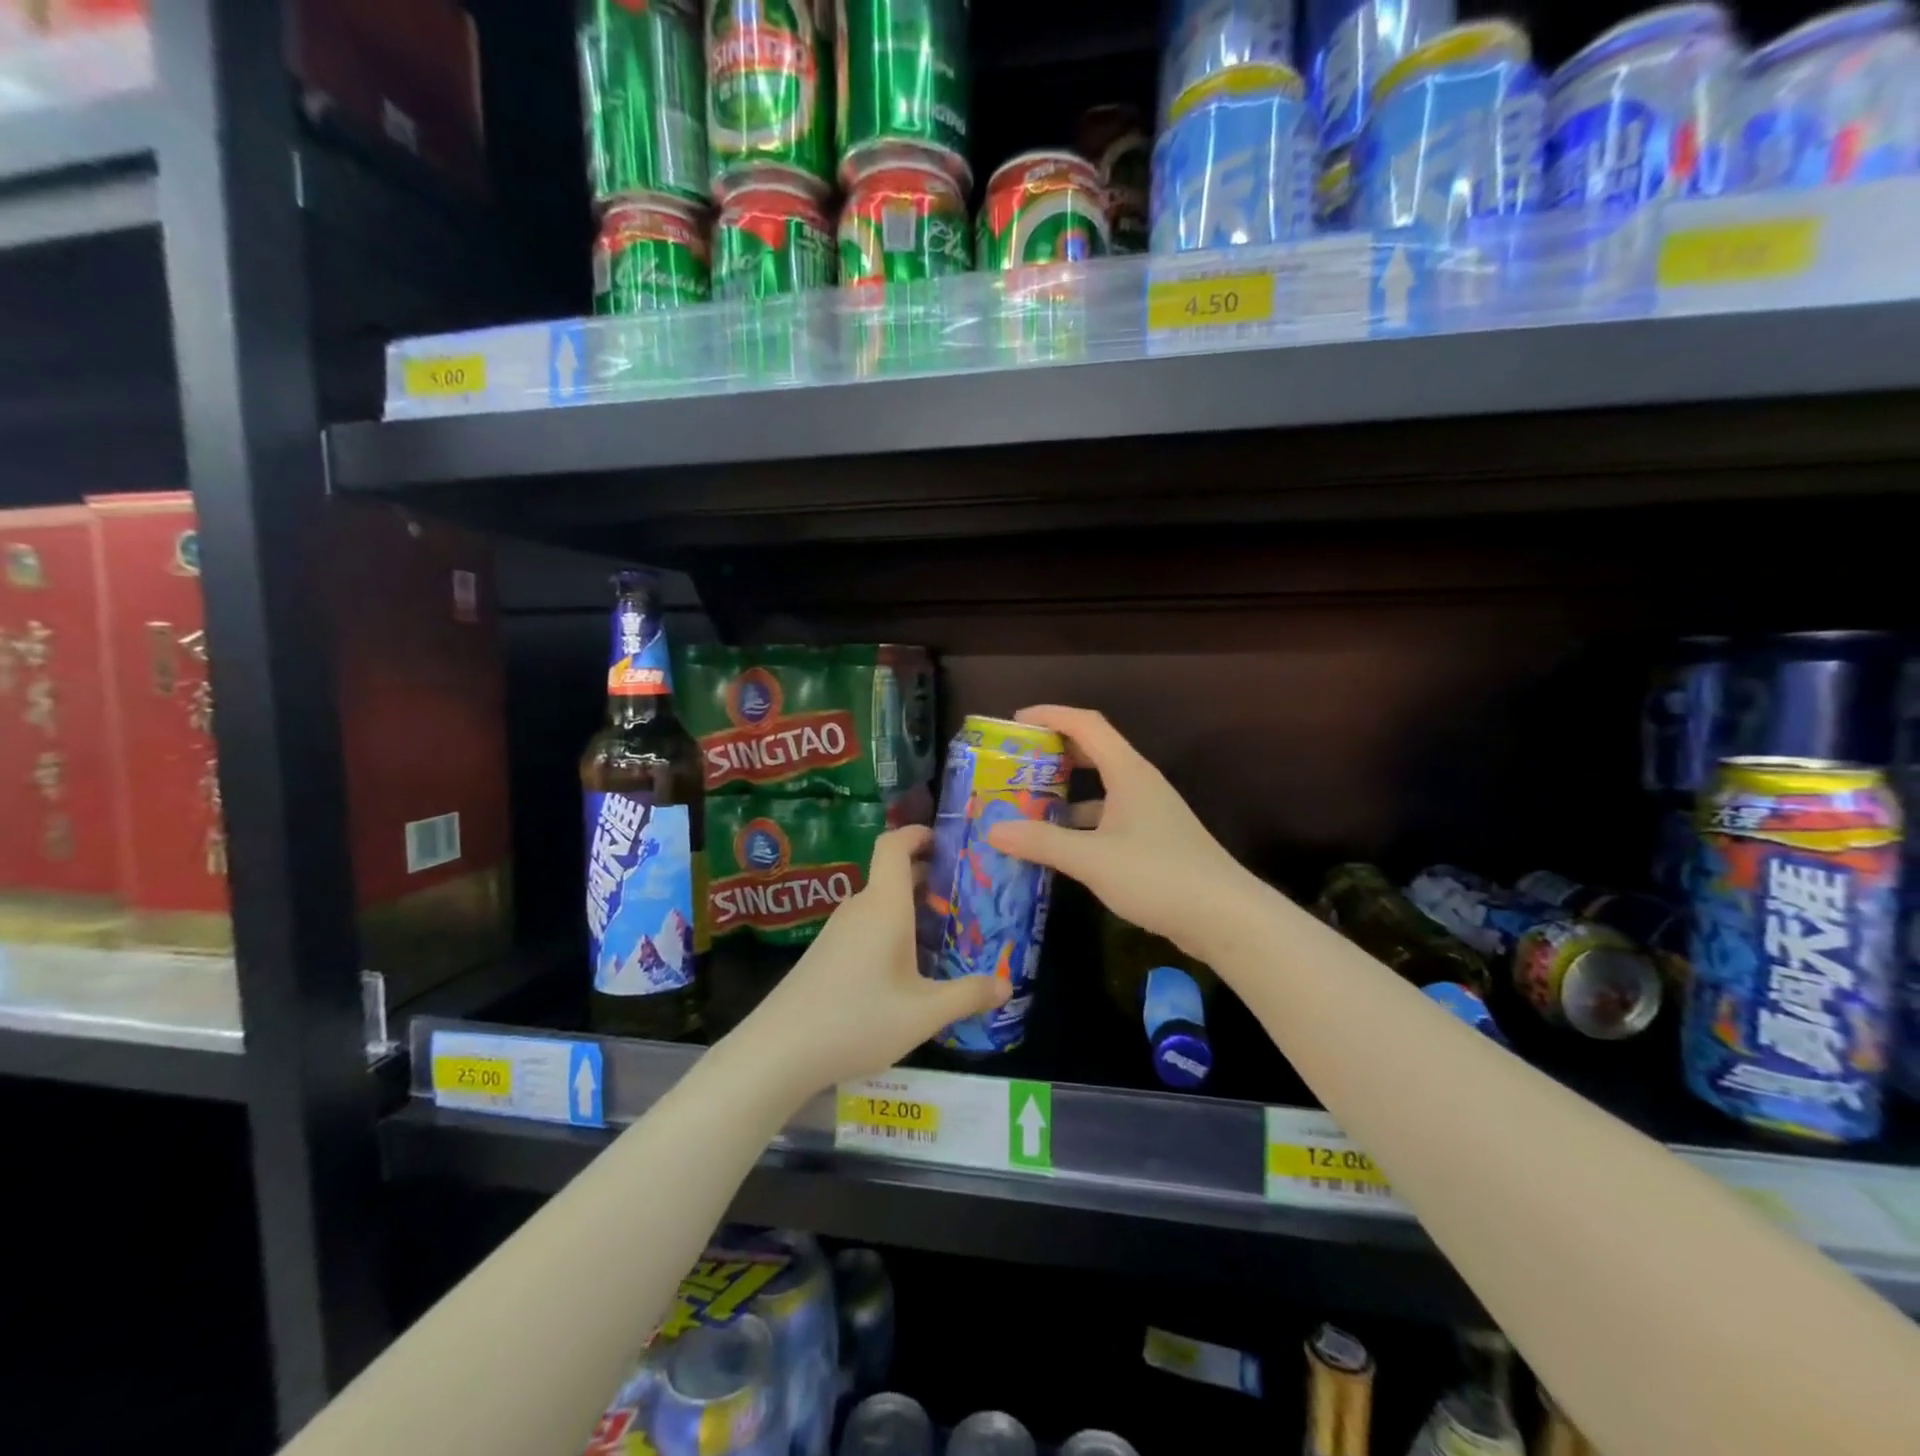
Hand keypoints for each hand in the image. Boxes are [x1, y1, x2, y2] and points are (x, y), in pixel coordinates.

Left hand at [736, 825, 1007, 1094]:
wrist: (779, 1050)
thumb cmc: (858, 1020)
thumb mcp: (924, 1014)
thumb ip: (968, 995)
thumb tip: (1007, 984)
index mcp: (884, 906)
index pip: (894, 845)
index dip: (917, 833)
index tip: (945, 839)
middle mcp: (860, 908)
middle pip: (892, 874)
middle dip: (927, 875)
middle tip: (964, 893)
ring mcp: (838, 930)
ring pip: (879, 902)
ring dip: (910, 905)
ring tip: (943, 929)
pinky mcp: (825, 953)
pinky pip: (865, 924)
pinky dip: (891, 927)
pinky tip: (906, 965)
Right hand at [985, 705, 1250, 961]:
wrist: (1225, 917)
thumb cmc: (1158, 875)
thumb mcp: (1092, 858)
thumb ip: (1042, 842)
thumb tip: (993, 830)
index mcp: (1128, 772)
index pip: (1086, 724)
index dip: (1050, 715)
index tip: (1015, 723)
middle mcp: (1139, 784)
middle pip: (1093, 751)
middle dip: (1054, 752)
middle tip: (1016, 764)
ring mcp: (1149, 813)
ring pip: (1100, 789)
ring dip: (1065, 792)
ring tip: (1026, 806)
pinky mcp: (1153, 840)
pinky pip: (1108, 817)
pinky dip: (1080, 824)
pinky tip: (1059, 846)